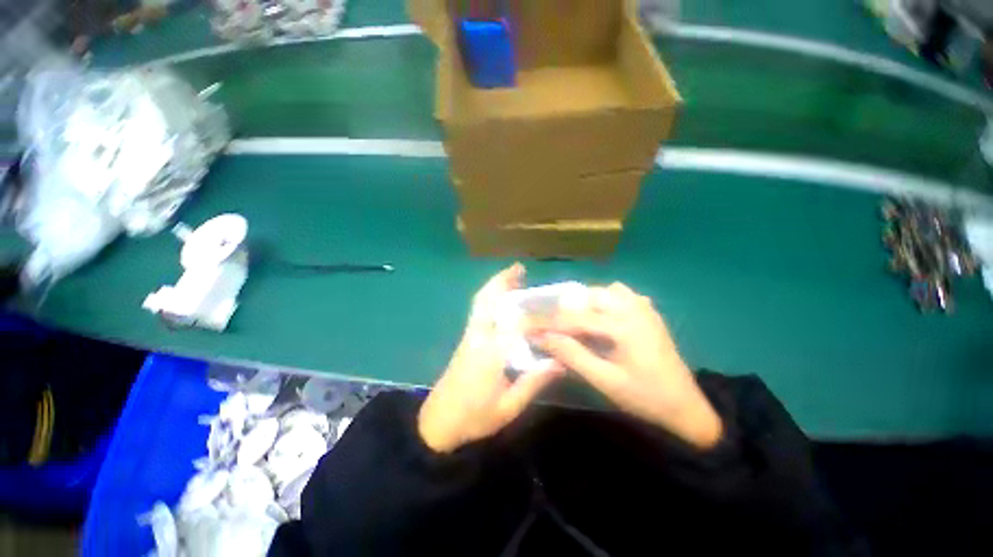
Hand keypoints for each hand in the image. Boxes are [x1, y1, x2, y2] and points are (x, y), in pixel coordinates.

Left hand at [418, 264, 564, 452]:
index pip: (515, 322)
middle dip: (502, 281)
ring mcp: (469, 336)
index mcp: (490, 352)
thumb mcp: (508, 407)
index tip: (551, 305)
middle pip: (487, 300)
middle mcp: (478, 337)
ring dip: (495, 286)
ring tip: (513, 277)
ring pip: (480, 302)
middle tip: (519, 269)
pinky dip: (489, 298)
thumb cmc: (474, 418)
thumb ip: (533, 382)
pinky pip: (478, 311)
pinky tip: (501, 300)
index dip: (534, 312)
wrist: (437, 423)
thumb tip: (559, 362)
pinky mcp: (466, 339)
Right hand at [537, 283, 722, 448]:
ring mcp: (643, 307)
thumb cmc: (644, 397)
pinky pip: (620, 294)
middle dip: (564, 310)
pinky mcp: (648, 311)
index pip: (573, 318)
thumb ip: (572, 355)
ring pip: (602, 292)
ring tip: (575, 323)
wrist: (686, 407)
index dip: (546, 322)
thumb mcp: (604, 380)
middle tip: (551, 327)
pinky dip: (604, 301)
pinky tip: (602, 319)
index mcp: (622, 325)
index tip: (525, 325)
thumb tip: (543, 338)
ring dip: (584, 303)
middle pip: (586, 296)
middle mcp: (632, 307)